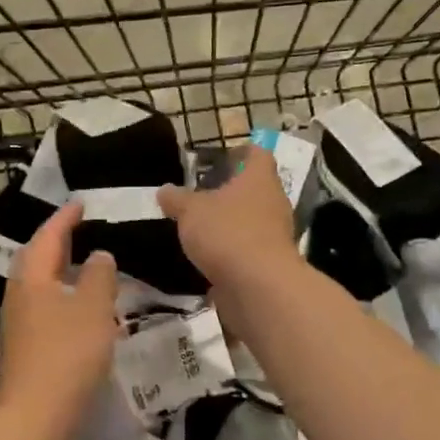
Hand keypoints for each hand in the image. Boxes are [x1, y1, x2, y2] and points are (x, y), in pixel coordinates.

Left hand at [0, 202, 119, 430]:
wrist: (35, 413)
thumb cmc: (68, 353)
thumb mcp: (93, 308)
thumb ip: (99, 275)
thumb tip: (98, 255)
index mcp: (32, 277)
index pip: (48, 236)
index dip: (65, 218)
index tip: (81, 203)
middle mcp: (18, 294)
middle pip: (35, 258)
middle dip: (55, 241)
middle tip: (78, 229)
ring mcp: (16, 322)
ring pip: (36, 284)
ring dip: (56, 269)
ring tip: (80, 264)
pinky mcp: (22, 346)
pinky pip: (40, 306)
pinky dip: (58, 295)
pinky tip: (74, 307)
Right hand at [157, 146, 299, 291]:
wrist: (258, 286)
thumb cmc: (226, 233)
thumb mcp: (190, 211)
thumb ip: (176, 199)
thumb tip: (164, 190)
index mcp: (259, 178)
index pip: (257, 154)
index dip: (239, 153)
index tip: (218, 160)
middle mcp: (273, 202)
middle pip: (254, 188)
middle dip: (229, 192)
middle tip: (201, 196)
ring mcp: (275, 234)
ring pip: (251, 220)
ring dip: (230, 223)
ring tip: (200, 228)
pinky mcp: (269, 262)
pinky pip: (248, 249)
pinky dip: (231, 252)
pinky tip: (208, 258)